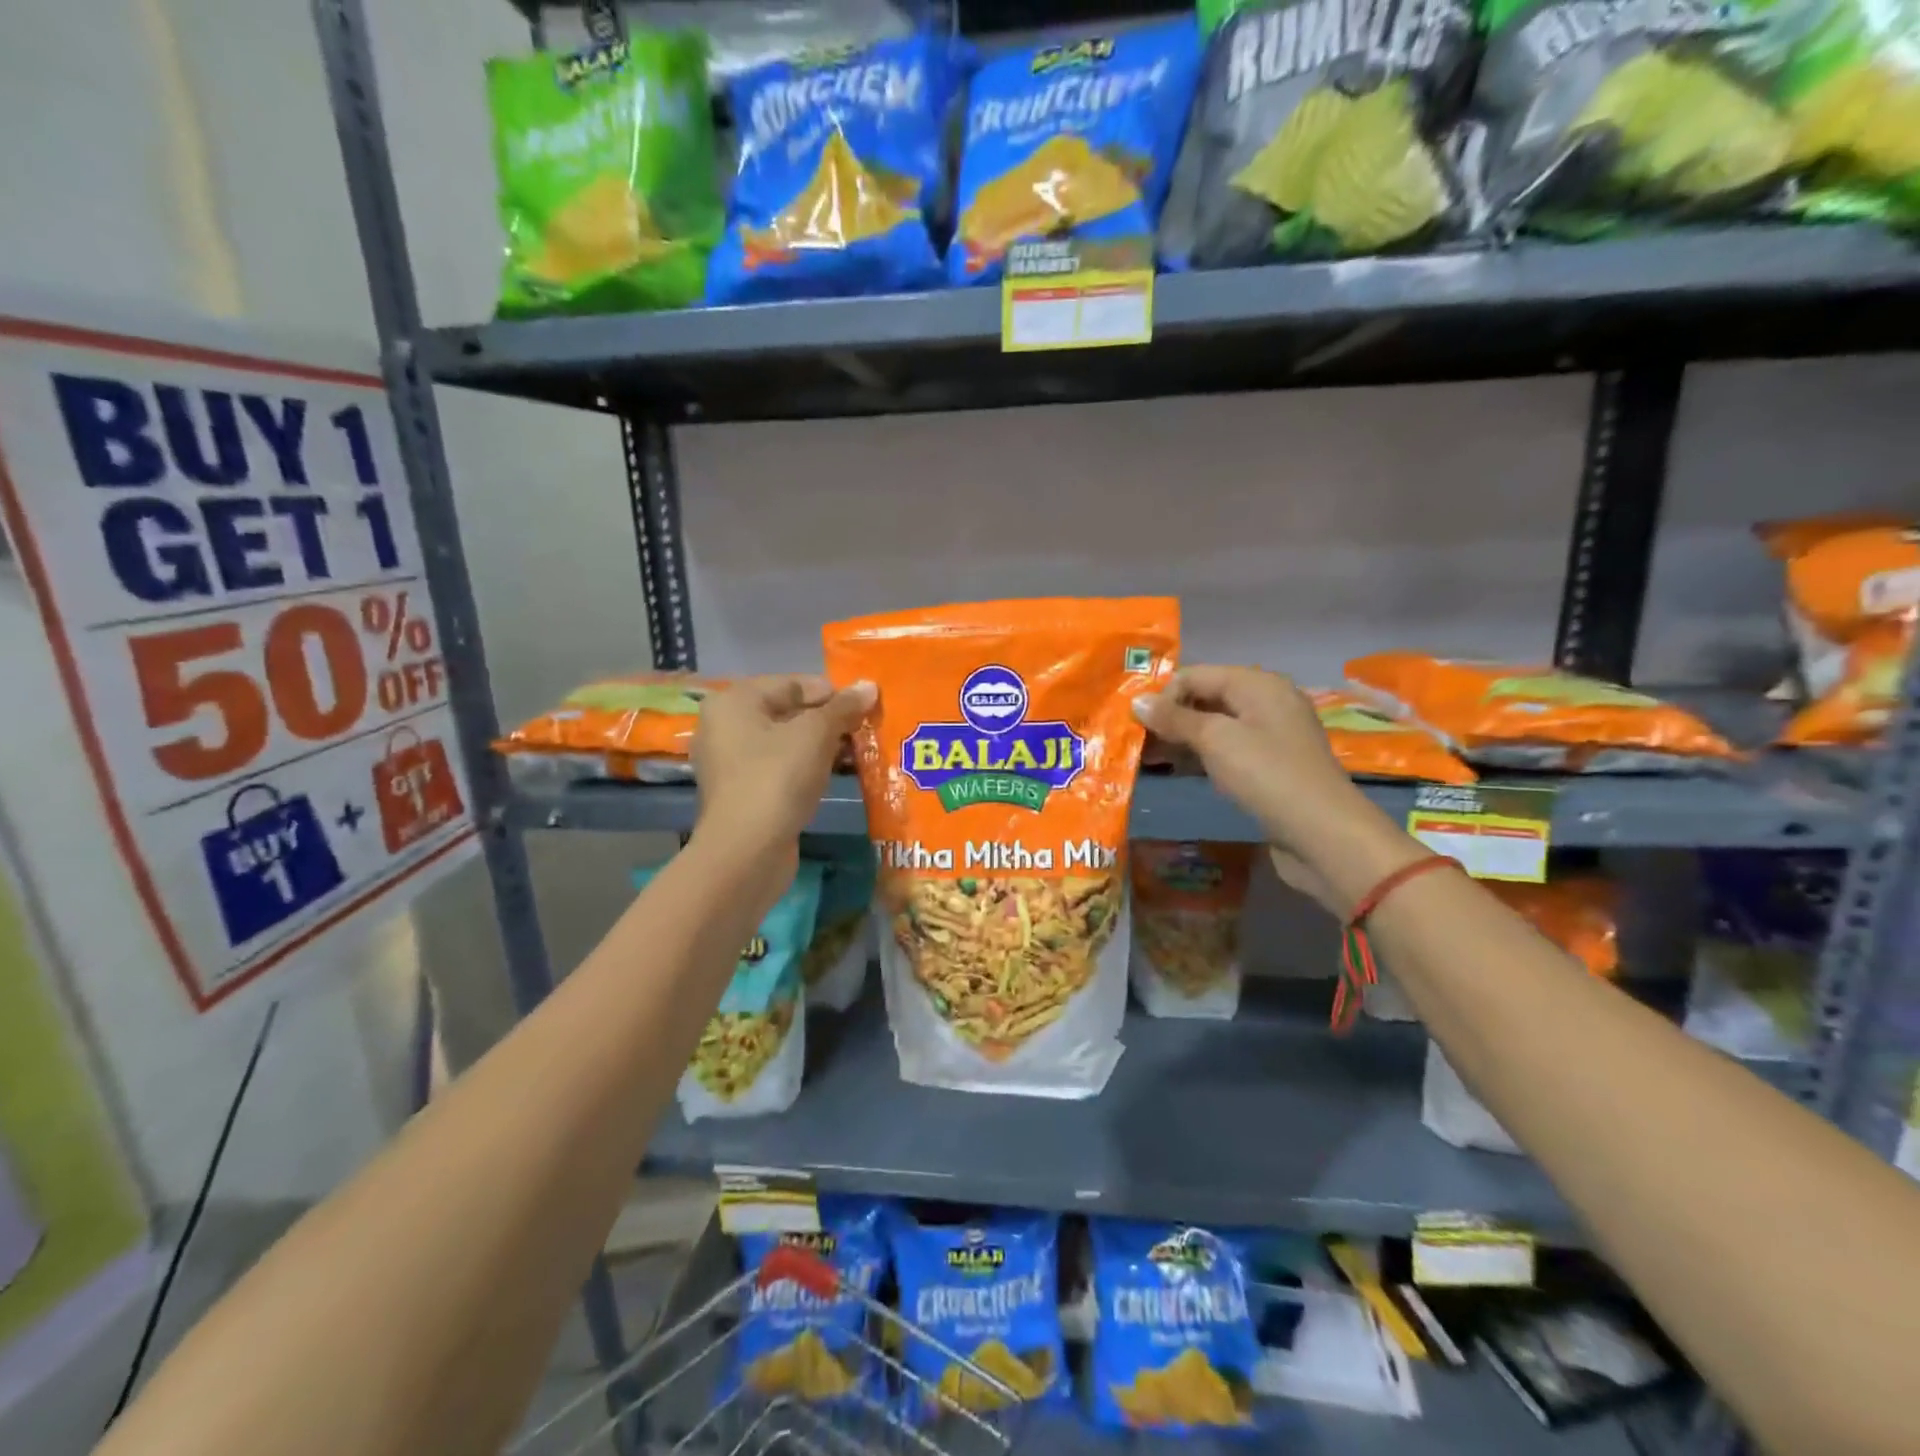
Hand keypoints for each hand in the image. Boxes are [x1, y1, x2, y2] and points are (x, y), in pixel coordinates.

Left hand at [692, 675, 874, 865]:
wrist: (747, 852)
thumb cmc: (777, 778)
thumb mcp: (816, 734)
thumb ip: (842, 707)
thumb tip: (869, 686)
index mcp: (734, 702)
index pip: (792, 683)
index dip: (831, 692)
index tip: (865, 707)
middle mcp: (726, 726)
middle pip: (788, 711)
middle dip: (828, 720)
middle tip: (865, 729)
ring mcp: (732, 762)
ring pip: (787, 742)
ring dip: (822, 745)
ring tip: (858, 752)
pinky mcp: (744, 793)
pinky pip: (781, 768)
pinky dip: (808, 768)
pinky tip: (836, 775)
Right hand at [1135, 666, 1392, 913]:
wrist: (1323, 834)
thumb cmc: (1266, 775)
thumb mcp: (1216, 740)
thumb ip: (1175, 718)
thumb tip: (1137, 701)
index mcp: (1257, 684)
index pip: (1196, 675)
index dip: (1163, 694)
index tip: (1133, 722)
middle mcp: (1265, 702)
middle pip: (1205, 698)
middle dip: (1168, 717)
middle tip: (1133, 741)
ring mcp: (1269, 736)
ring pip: (1213, 727)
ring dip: (1179, 739)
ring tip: (1145, 757)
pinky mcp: (1268, 767)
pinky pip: (1225, 750)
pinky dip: (1199, 756)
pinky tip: (1174, 770)